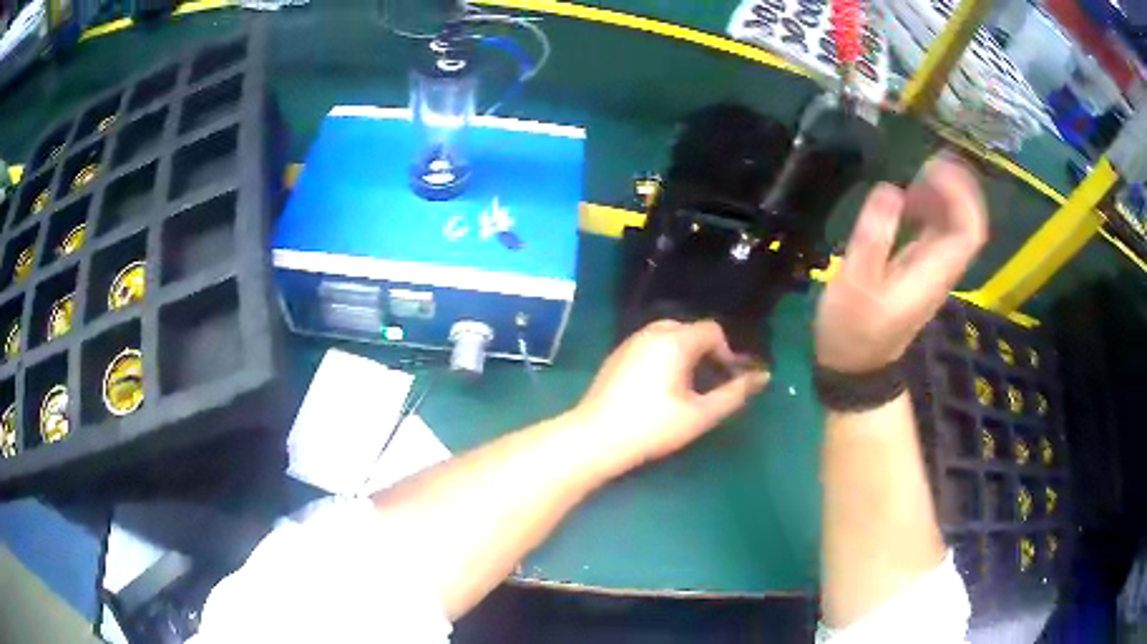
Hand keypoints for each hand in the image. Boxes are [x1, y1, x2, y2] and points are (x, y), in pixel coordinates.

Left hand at [573, 320, 769, 466]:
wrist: (595, 438)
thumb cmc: (652, 427)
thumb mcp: (700, 414)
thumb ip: (734, 393)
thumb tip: (763, 377)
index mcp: (674, 340)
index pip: (712, 330)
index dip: (727, 352)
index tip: (728, 379)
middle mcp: (651, 332)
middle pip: (691, 330)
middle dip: (707, 352)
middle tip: (711, 382)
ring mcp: (631, 342)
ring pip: (669, 336)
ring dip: (685, 354)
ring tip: (688, 386)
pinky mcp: (617, 355)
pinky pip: (651, 345)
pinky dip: (665, 356)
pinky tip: (661, 387)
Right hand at [816, 154, 987, 372]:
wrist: (857, 368)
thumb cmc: (853, 330)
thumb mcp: (854, 285)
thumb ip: (872, 238)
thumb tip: (889, 190)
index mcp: (932, 273)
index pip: (968, 230)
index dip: (961, 194)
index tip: (934, 167)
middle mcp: (941, 269)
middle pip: (969, 224)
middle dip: (958, 187)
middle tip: (930, 159)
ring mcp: (934, 270)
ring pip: (956, 226)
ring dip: (945, 194)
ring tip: (920, 170)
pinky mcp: (922, 270)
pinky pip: (940, 232)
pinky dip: (932, 208)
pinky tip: (911, 197)